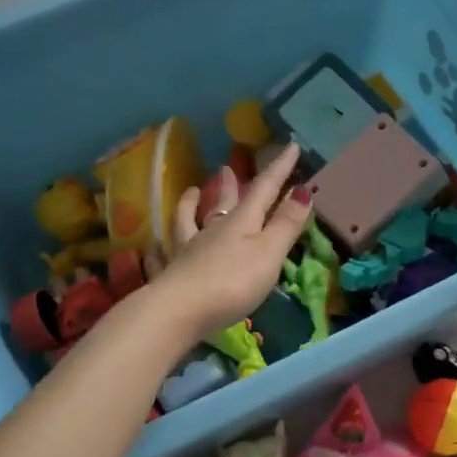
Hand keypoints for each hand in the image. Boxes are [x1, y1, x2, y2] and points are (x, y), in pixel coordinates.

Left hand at [146, 143, 312, 343]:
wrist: (179, 310)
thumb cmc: (233, 282)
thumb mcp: (269, 253)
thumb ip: (285, 224)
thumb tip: (303, 190)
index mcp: (241, 222)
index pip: (264, 188)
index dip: (280, 169)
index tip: (291, 146)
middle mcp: (213, 229)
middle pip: (224, 201)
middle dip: (231, 184)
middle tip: (227, 168)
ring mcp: (189, 249)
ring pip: (191, 219)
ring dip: (191, 204)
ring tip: (191, 191)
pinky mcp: (173, 272)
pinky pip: (166, 252)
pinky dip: (162, 245)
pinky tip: (154, 245)